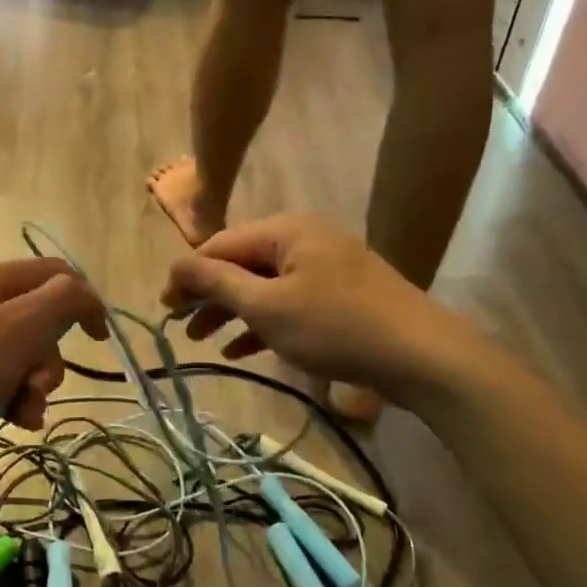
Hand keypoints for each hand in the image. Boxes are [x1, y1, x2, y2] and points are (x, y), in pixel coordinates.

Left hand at [0, 260, 107, 438]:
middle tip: (39, 384)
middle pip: (41, 321)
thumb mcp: (20, 326)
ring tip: (24, 410)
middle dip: (50, 358)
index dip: (85, 301)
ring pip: (24, 356)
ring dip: (35, 385)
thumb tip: (84, 294)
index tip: (98, 339)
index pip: (56, 275)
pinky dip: (14, 399)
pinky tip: (15, 420)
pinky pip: (1, 379)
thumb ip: (62, 301)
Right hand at [162, 214, 483, 399]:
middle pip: (240, 264)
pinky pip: (288, 302)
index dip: (187, 276)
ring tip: (204, 342)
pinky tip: (240, 350)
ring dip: (231, 312)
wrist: (422, 355)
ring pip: (263, 286)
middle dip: (208, 296)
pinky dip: (262, 322)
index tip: (164, 309)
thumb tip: (176, 264)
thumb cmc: (336, 326)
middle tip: (181, 328)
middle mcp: (303, 239)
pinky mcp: (339, 295)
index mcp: (285, 230)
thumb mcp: (267, 306)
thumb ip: (217, 282)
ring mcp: (324, 267)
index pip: (219, 246)